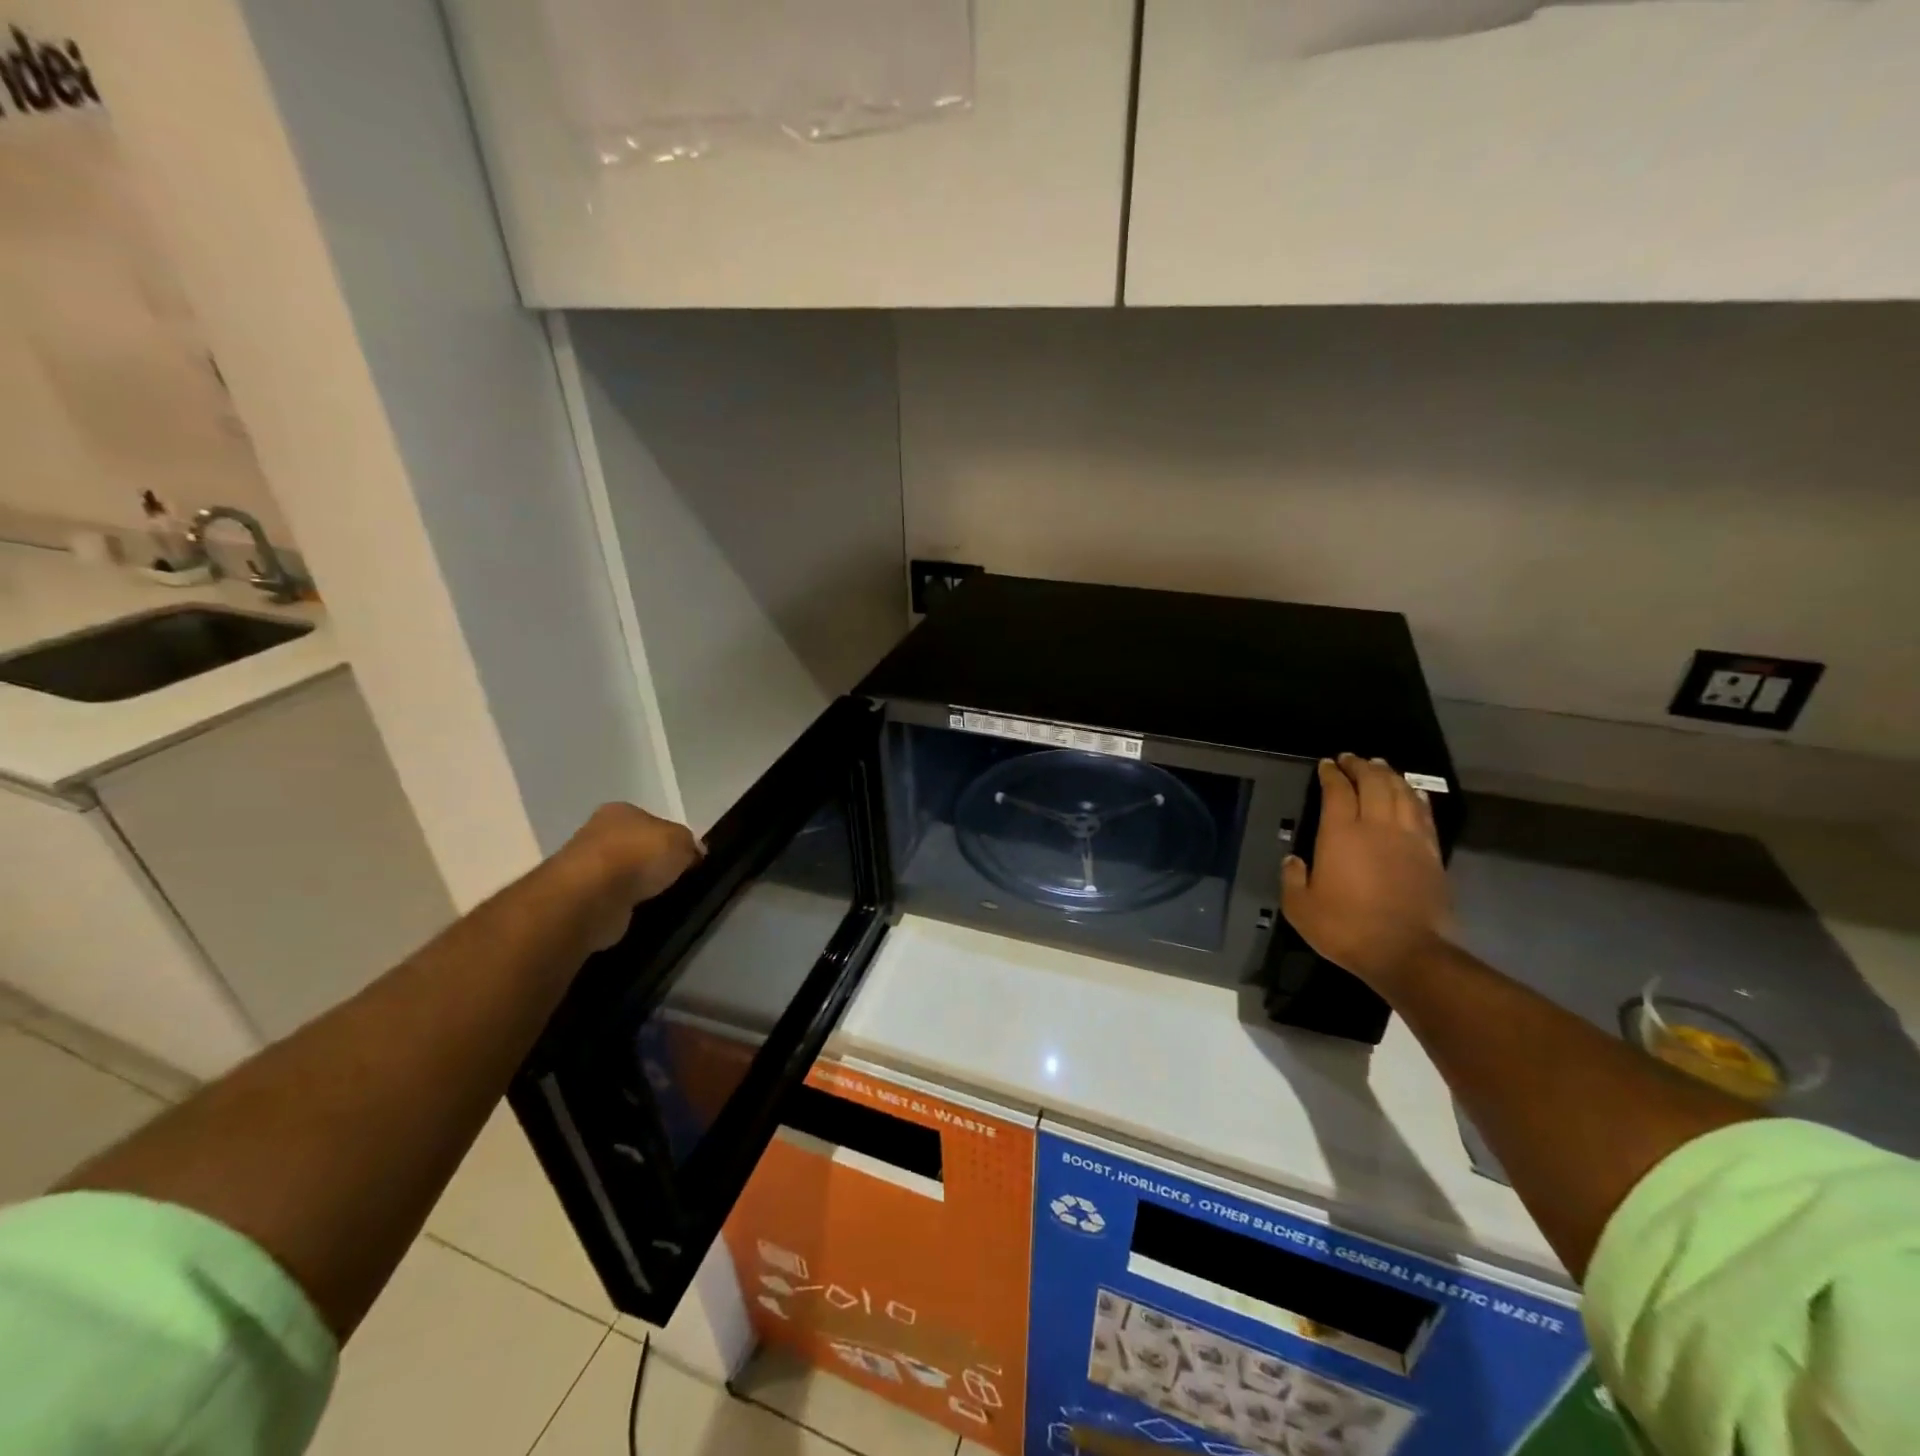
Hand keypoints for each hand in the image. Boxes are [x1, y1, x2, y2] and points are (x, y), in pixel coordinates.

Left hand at [558, 802, 704, 949]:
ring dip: (637, 887)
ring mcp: (584, 868)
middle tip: (675, 880)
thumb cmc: (639, 855)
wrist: (592, 896)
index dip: (670, 839)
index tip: (685, 858)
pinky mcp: (579, 900)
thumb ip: (690, 844)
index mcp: (620, 811)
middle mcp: (597, 833)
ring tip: (660, 899)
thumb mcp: (681, 841)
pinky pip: (611, 901)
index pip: (651, 821)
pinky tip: (639, 913)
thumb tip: (693, 854)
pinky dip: (624, 907)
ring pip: (622, 875)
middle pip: (634, 847)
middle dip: (652, 863)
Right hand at [1281, 755, 1450, 989]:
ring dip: (1389, 775)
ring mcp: (1409, 838)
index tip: (1326, 764)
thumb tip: (1293, 859)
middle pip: (1373, 782)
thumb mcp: (1300, 907)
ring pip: (1401, 793)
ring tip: (1379, 766)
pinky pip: (1424, 814)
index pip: (1337, 791)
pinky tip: (1411, 792)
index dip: (1331, 774)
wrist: (1406, 953)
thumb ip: (1292, 878)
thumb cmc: (1346, 928)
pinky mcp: (1431, 854)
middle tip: (1351, 758)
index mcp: (1341, 834)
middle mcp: (1377, 826)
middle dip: (1360, 766)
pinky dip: (1415, 796)